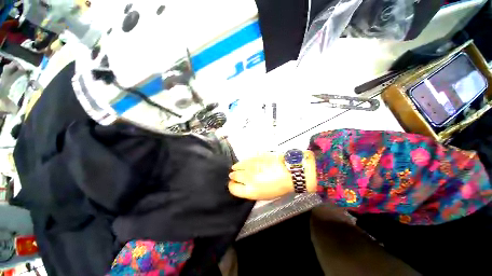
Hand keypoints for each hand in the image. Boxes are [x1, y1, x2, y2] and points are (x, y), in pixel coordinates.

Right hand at [228, 151, 316, 199]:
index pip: (233, 188)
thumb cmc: (279, 187)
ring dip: (237, 168)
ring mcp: (251, 165)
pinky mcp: (254, 157)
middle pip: (234, 176)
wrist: (290, 172)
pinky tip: (246, 163)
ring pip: (237, 166)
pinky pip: (245, 159)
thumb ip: (251, 190)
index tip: (234, 184)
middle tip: (236, 175)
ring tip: (238, 168)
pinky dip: (243, 162)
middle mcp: (247, 178)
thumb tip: (242, 185)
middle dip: (234, 176)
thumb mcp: (264, 195)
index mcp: (250, 191)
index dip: (232, 186)